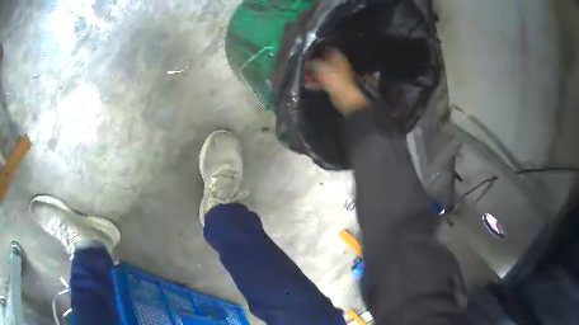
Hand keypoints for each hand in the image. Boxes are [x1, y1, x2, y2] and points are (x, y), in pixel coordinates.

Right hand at [307, 49, 367, 115]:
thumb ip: (310, 63)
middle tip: (301, 67)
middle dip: (311, 65)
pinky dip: (315, 82)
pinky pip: (323, 81)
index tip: (305, 54)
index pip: (324, 49)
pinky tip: (306, 85)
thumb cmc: (333, 78)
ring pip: (322, 72)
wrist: (345, 96)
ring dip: (312, 75)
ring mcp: (336, 74)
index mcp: (337, 56)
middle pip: (322, 61)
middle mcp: (337, 63)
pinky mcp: (334, 84)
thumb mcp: (318, 67)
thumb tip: (305, 62)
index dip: (314, 51)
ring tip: (302, 77)